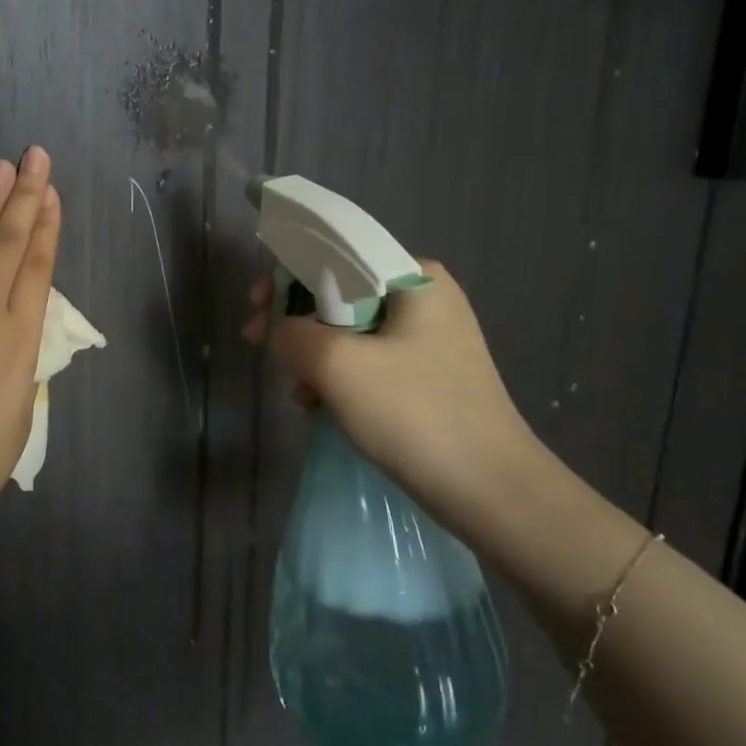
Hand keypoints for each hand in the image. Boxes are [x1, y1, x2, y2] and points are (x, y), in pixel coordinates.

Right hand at [244, 264, 545, 530]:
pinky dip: (336, 377)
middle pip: (339, 292)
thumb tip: (281, 331)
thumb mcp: (338, 365)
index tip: (255, 305)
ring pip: (349, 331)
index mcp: (414, 278)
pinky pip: (366, 361)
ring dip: (312, 355)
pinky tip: (316, 406)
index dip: (286, 274)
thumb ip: (293, 333)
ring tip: (295, 390)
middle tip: (258, 344)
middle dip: (295, 319)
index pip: (336, 254)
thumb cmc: (415, 414)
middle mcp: (424, 298)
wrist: (490, 490)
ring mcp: (428, 339)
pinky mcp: (426, 376)